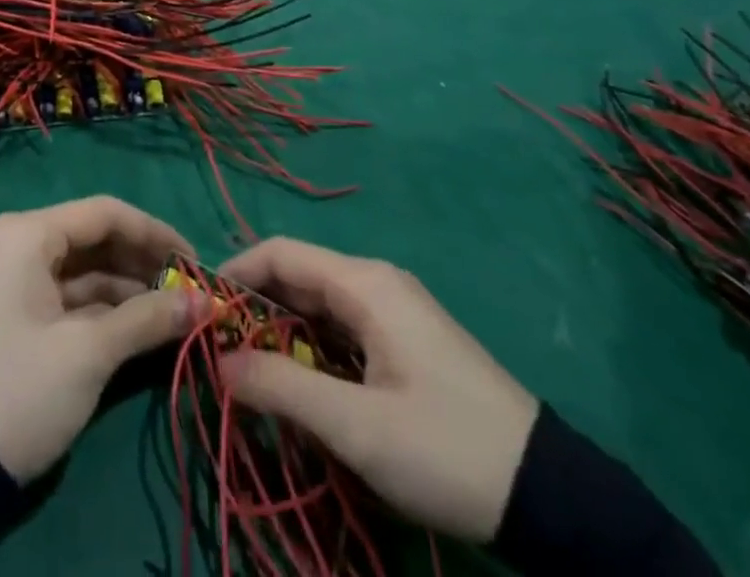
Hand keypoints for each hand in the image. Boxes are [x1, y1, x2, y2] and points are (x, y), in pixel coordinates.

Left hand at [0, 197, 200, 481]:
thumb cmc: (20, 389)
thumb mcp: (88, 353)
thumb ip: (148, 319)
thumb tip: (206, 302)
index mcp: (30, 234)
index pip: (105, 214)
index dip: (155, 233)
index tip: (195, 261)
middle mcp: (25, 243)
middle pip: (99, 239)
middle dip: (146, 264)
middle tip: (191, 291)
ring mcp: (23, 279)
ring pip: (91, 270)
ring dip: (133, 290)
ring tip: (179, 312)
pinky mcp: (26, 313)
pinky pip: (77, 297)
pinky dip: (111, 310)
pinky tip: (148, 328)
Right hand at [217, 239, 539, 544]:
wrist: (549, 495)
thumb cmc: (446, 447)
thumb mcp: (358, 427)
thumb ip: (282, 389)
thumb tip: (218, 363)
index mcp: (364, 283)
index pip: (281, 254)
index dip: (236, 274)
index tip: (201, 310)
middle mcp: (375, 283)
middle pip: (298, 278)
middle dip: (254, 311)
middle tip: (218, 353)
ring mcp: (393, 312)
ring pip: (318, 307)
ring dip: (281, 335)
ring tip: (249, 375)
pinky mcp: (404, 341)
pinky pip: (341, 330)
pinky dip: (311, 350)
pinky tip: (299, 387)